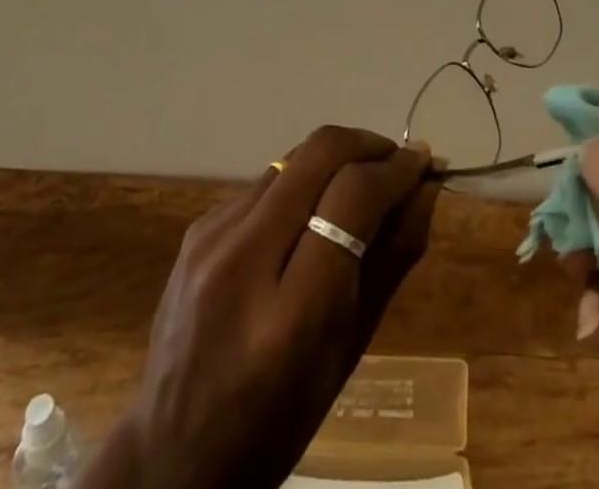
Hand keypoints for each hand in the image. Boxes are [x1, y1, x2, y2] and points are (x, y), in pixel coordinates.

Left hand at [86, 128, 439, 488]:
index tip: (422, 163)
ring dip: (335, 161)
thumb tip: (426, 187)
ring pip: (292, 159)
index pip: (352, 197)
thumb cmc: (278, 421)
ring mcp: (211, 238)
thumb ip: (393, 260)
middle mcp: (243, 259)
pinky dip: (300, 184)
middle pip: (319, 154)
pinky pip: (264, 183)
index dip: (395, 169)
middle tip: (396, 162)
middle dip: (368, 144)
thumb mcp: (350, 352)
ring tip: (358, 187)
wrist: (172, 455)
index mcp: (290, 314)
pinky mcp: (196, 229)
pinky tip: (308, 217)